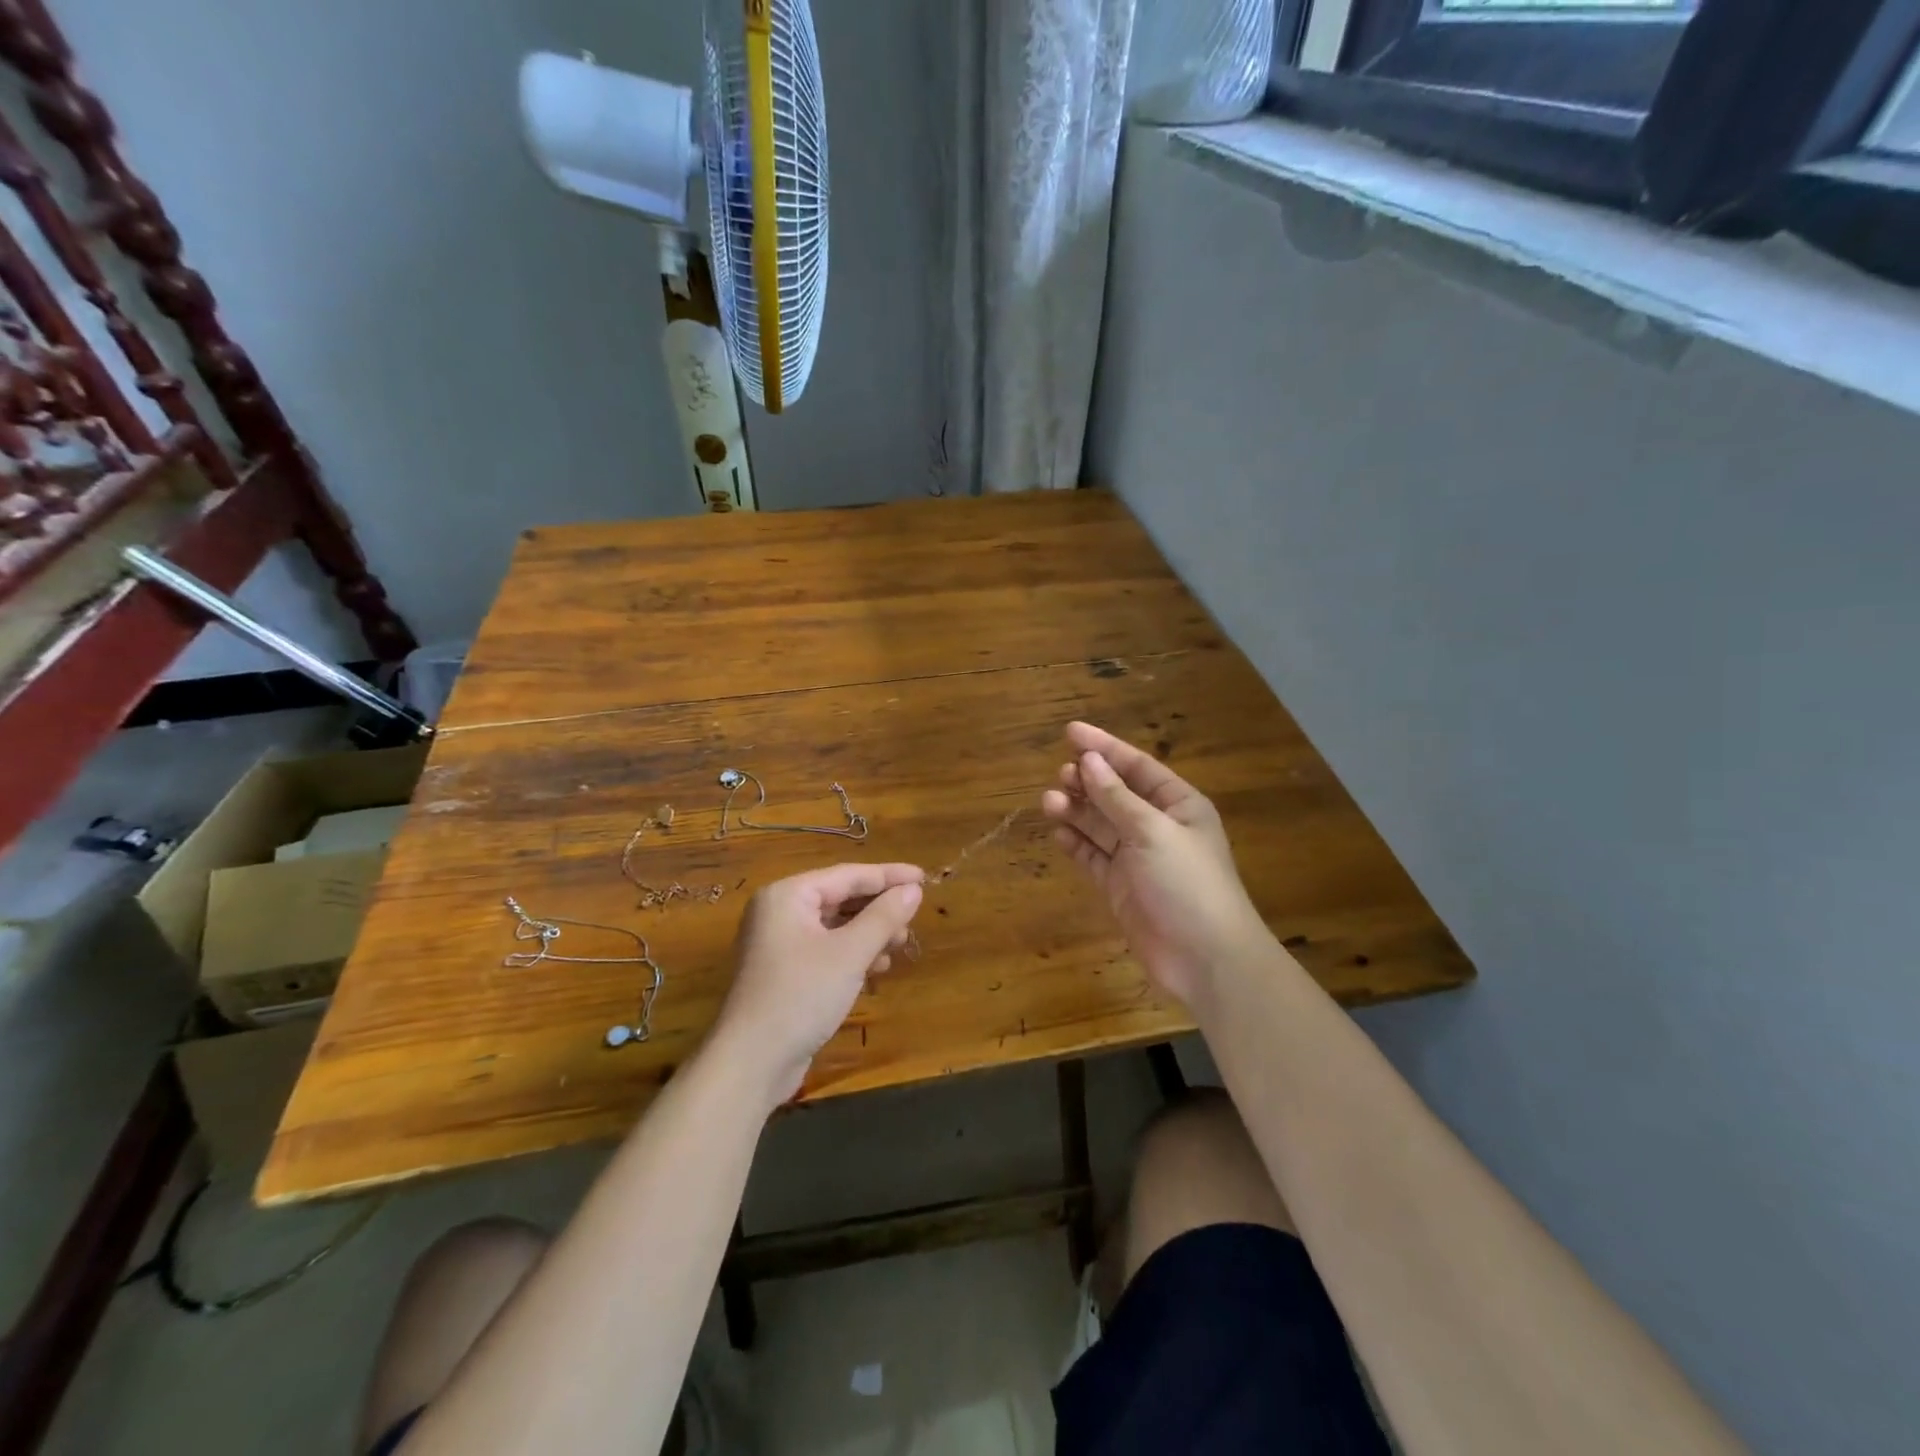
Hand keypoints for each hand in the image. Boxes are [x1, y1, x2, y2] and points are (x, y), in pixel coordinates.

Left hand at [709, 863, 924, 1108]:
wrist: (751, 1063)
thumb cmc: (801, 996)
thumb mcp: (850, 953)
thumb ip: (884, 917)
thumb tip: (913, 890)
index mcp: (788, 895)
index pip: (847, 875)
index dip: (888, 876)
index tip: (923, 878)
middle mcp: (779, 912)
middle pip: (840, 898)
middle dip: (879, 908)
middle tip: (914, 917)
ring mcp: (779, 943)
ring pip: (835, 925)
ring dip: (869, 933)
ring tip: (900, 944)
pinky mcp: (784, 972)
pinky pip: (826, 948)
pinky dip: (852, 953)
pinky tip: (877, 967)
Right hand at [1041, 722, 1265, 1006]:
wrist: (1204, 958)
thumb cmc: (1187, 884)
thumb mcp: (1152, 831)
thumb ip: (1116, 797)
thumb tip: (1089, 761)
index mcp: (1178, 805)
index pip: (1137, 766)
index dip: (1104, 747)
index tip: (1070, 732)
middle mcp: (1158, 827)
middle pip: (1116, 794)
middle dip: (1088, 781)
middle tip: (1060, 774)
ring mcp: (1138, 858)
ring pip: (1100, 824)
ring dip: (1077, 810)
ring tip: (1049, 801)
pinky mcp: (1121, 887)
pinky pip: (1094, 856)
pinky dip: (1077, 843)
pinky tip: (1058, 832)